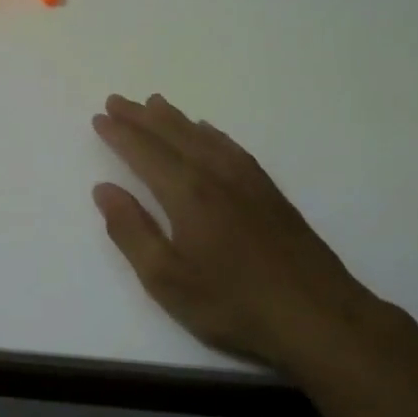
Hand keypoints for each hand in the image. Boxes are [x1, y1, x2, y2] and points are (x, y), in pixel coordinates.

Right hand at [91, 93, 393, 372]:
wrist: (317, 316)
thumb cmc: (232, 304)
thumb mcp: (167, 280)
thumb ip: (131, 231)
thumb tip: (104, 190)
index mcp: (187, 194)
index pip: (144, 153)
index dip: (120, 134)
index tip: (100, 118)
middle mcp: (215, 175)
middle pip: (172, 135)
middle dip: (141, 117)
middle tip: (118, 100)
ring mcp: (247, 181)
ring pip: (203, 136)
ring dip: (174, 119)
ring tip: (154, 104)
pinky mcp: (269, 192)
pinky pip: (231, 147)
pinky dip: (211, 134)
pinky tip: (208, 132)